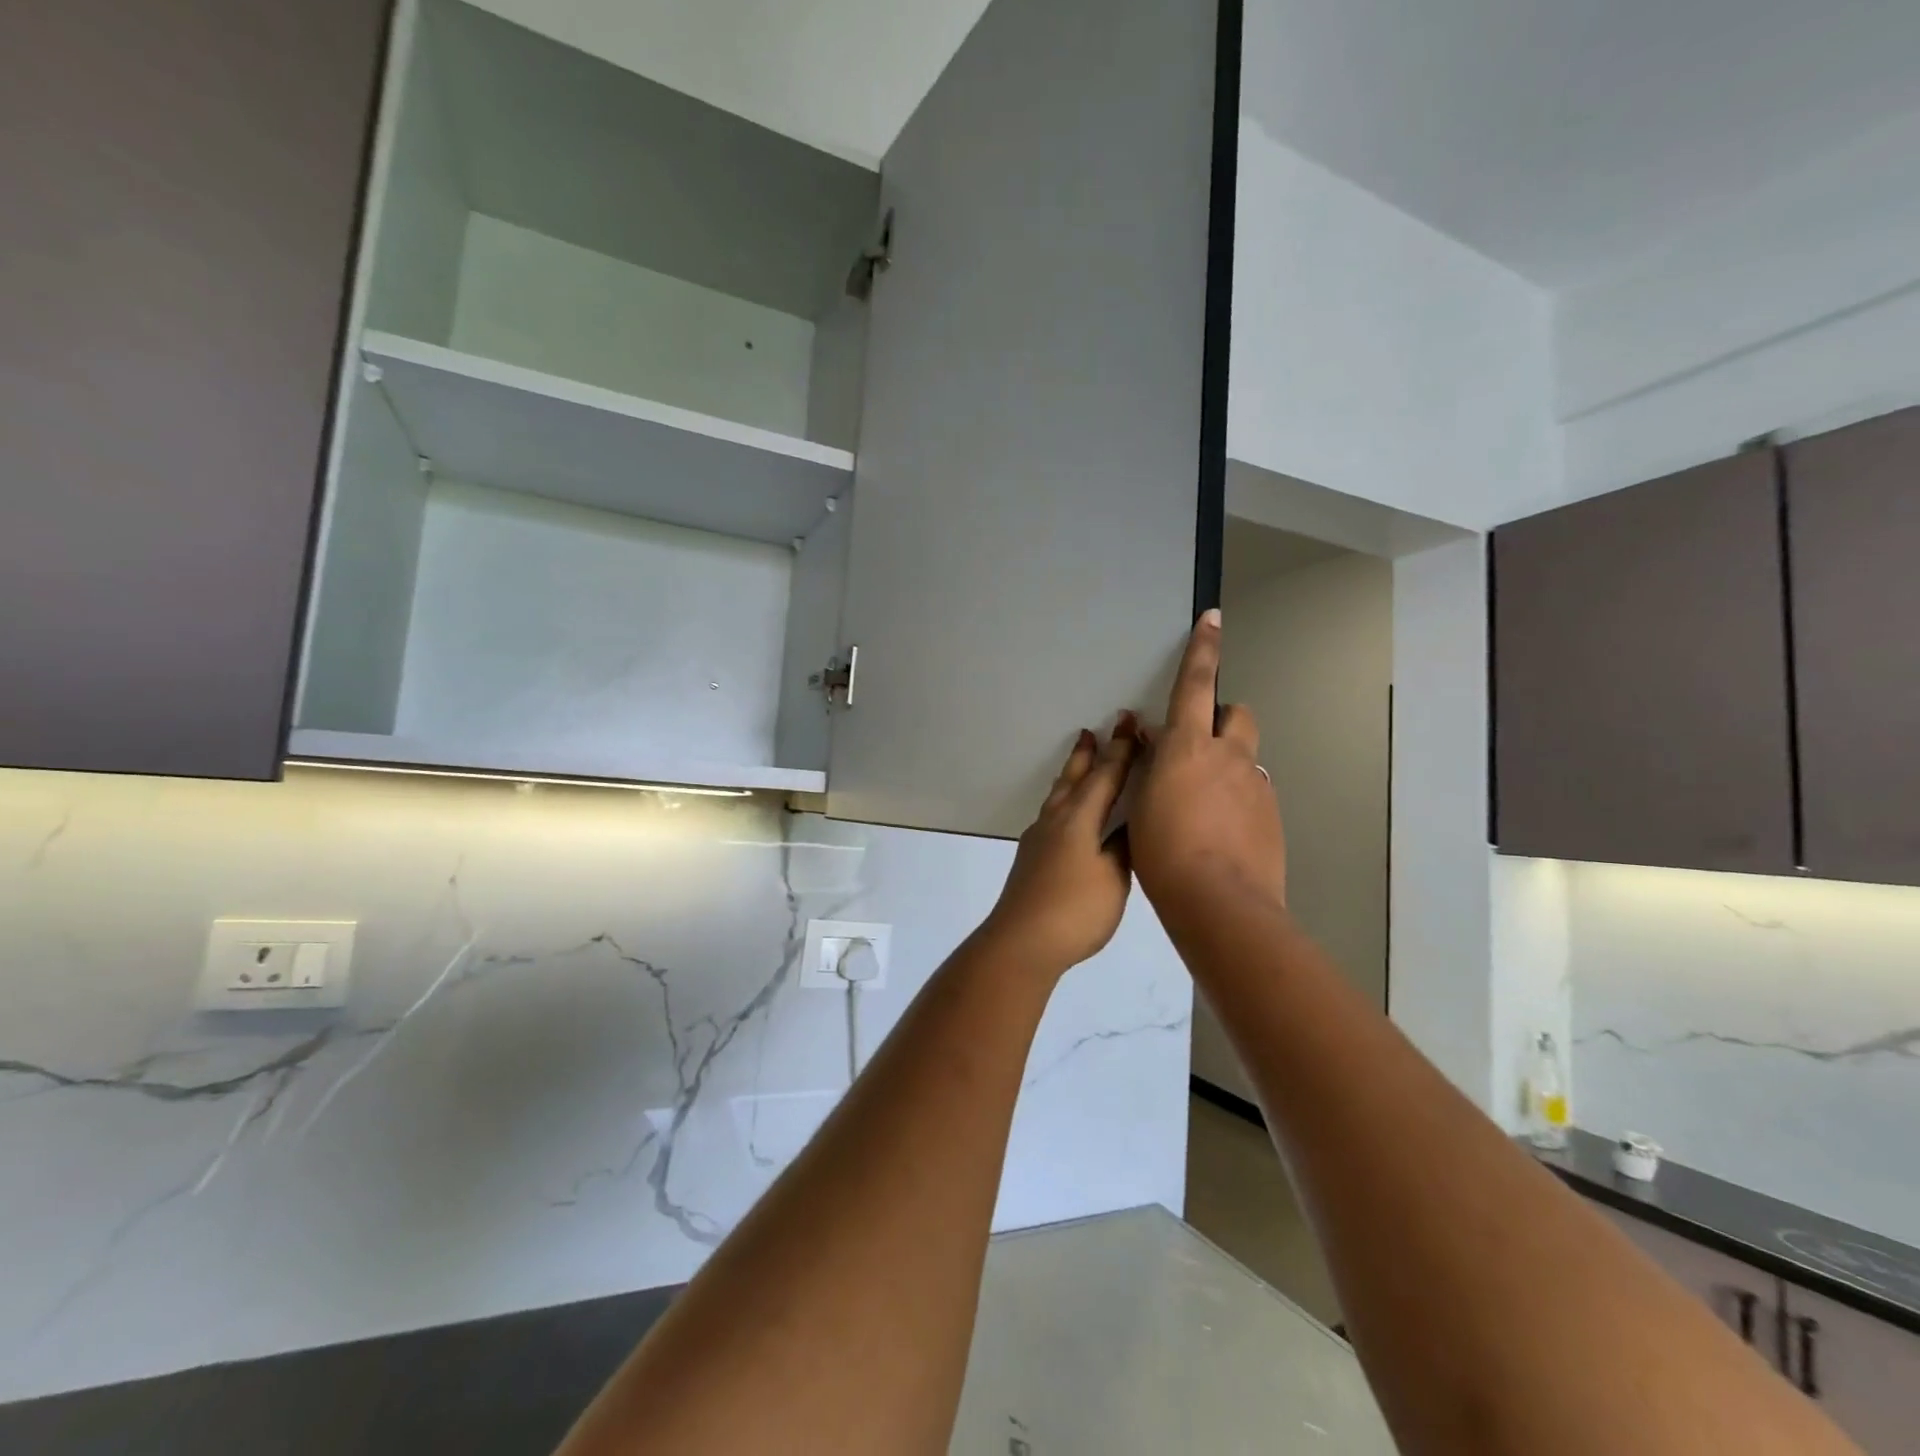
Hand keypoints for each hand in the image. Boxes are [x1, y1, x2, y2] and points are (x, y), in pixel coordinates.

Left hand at [982, 714, 1140, 975]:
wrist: (1021, 941)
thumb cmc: (1075, 910)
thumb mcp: (1113, 878)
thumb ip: (1122, 847)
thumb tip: (1127, 825)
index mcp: (1079, 819)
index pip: (1104, 777)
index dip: (1121, 751)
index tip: (1129, 723)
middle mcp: (1055, 820)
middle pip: (1074, 778)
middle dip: (1088, 754)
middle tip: (1094, 730)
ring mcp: (1039, 838)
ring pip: (1059, 794)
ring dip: (1072, 774)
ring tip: (1079, 760)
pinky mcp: (1032, 857)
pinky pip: (1052, 813)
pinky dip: (1064, 800)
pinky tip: (1065, 813)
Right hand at [1129, 610, 1287, 924]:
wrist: (1220, 903)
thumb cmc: (1164, 852)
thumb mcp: (1142, 804)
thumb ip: (1150, 766)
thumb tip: (1152, 741)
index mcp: (1190, 747)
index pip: (1196, 684)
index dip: (1202, 648)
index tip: (1213, 618)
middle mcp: (1230, 757)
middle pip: (1236, 714)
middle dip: (1220, 718)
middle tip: (1195, 747)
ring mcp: (1256, 786)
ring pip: (1245, 757)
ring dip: (1226, 764)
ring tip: (1203, 803)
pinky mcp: (1271, 815)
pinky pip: (1253, 791)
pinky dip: (1237, 798)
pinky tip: (1220, 832)